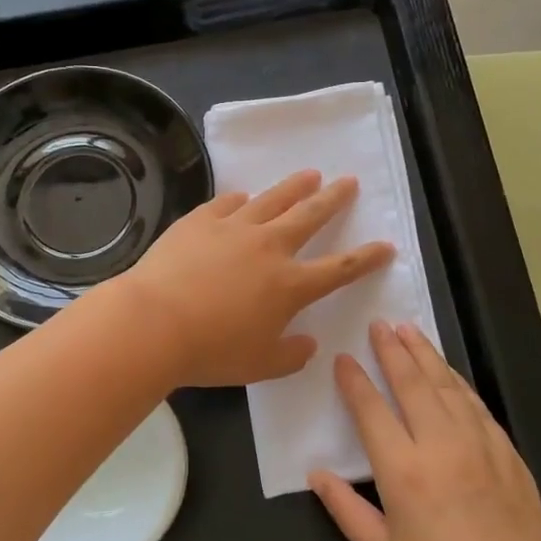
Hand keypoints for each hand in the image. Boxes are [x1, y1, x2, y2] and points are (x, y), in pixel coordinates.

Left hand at [118, 170, 395, 387]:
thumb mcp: (260, 366)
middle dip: (333, 199)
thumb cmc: (211, 351)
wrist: (154, 322)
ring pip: (272, 199)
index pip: (339, 268)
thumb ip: (290, 356)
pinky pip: (226, 203)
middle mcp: (268, 247)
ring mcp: (233, 228)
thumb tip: (308, 344)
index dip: (366, 258)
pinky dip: (240, 199)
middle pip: (310, 216)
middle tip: (348, 182)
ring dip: (294, 186)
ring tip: (310, 174)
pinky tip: (243, 196)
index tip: (385, 245)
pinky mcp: (200, 221)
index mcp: (289, 285)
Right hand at [310, 322, 540, 540]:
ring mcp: (481, 446)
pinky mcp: (509, 454)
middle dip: (393, 350)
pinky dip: (458, 383)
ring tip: (409, 331)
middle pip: (413, 384)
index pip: (372, 409)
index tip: (343, 358)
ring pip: (448, 387)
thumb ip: (345, 508)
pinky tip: (448, 373)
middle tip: (379, 324)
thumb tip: (317, 472)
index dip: (355, 380)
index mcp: (404, 472)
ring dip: (426, 356)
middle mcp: (442, 447)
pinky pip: (478, 407)